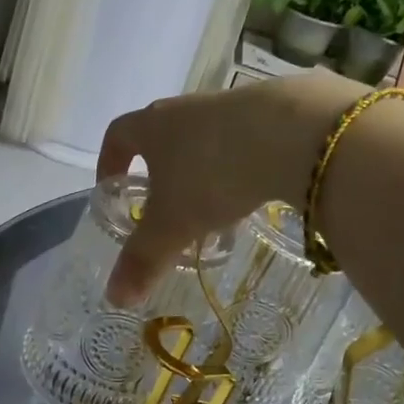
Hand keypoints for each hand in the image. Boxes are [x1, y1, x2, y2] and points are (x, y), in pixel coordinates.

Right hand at [95, 71, 363, 305]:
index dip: (109, 161)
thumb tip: (114, 297)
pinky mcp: (273, 110)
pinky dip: (240, 167)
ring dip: (202, 171)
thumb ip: (143, 260)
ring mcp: (231, 105)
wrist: (294, 133)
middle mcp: (187, 108)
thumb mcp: (172, 226)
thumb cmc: (212, 174)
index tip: (111, 187)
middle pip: (162, 136)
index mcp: (153, 126)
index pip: (117, 135)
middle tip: (164, 207)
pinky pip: (244, 141)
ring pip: (205, 140)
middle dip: (159, 172)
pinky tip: (253, 193)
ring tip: (212, 210)